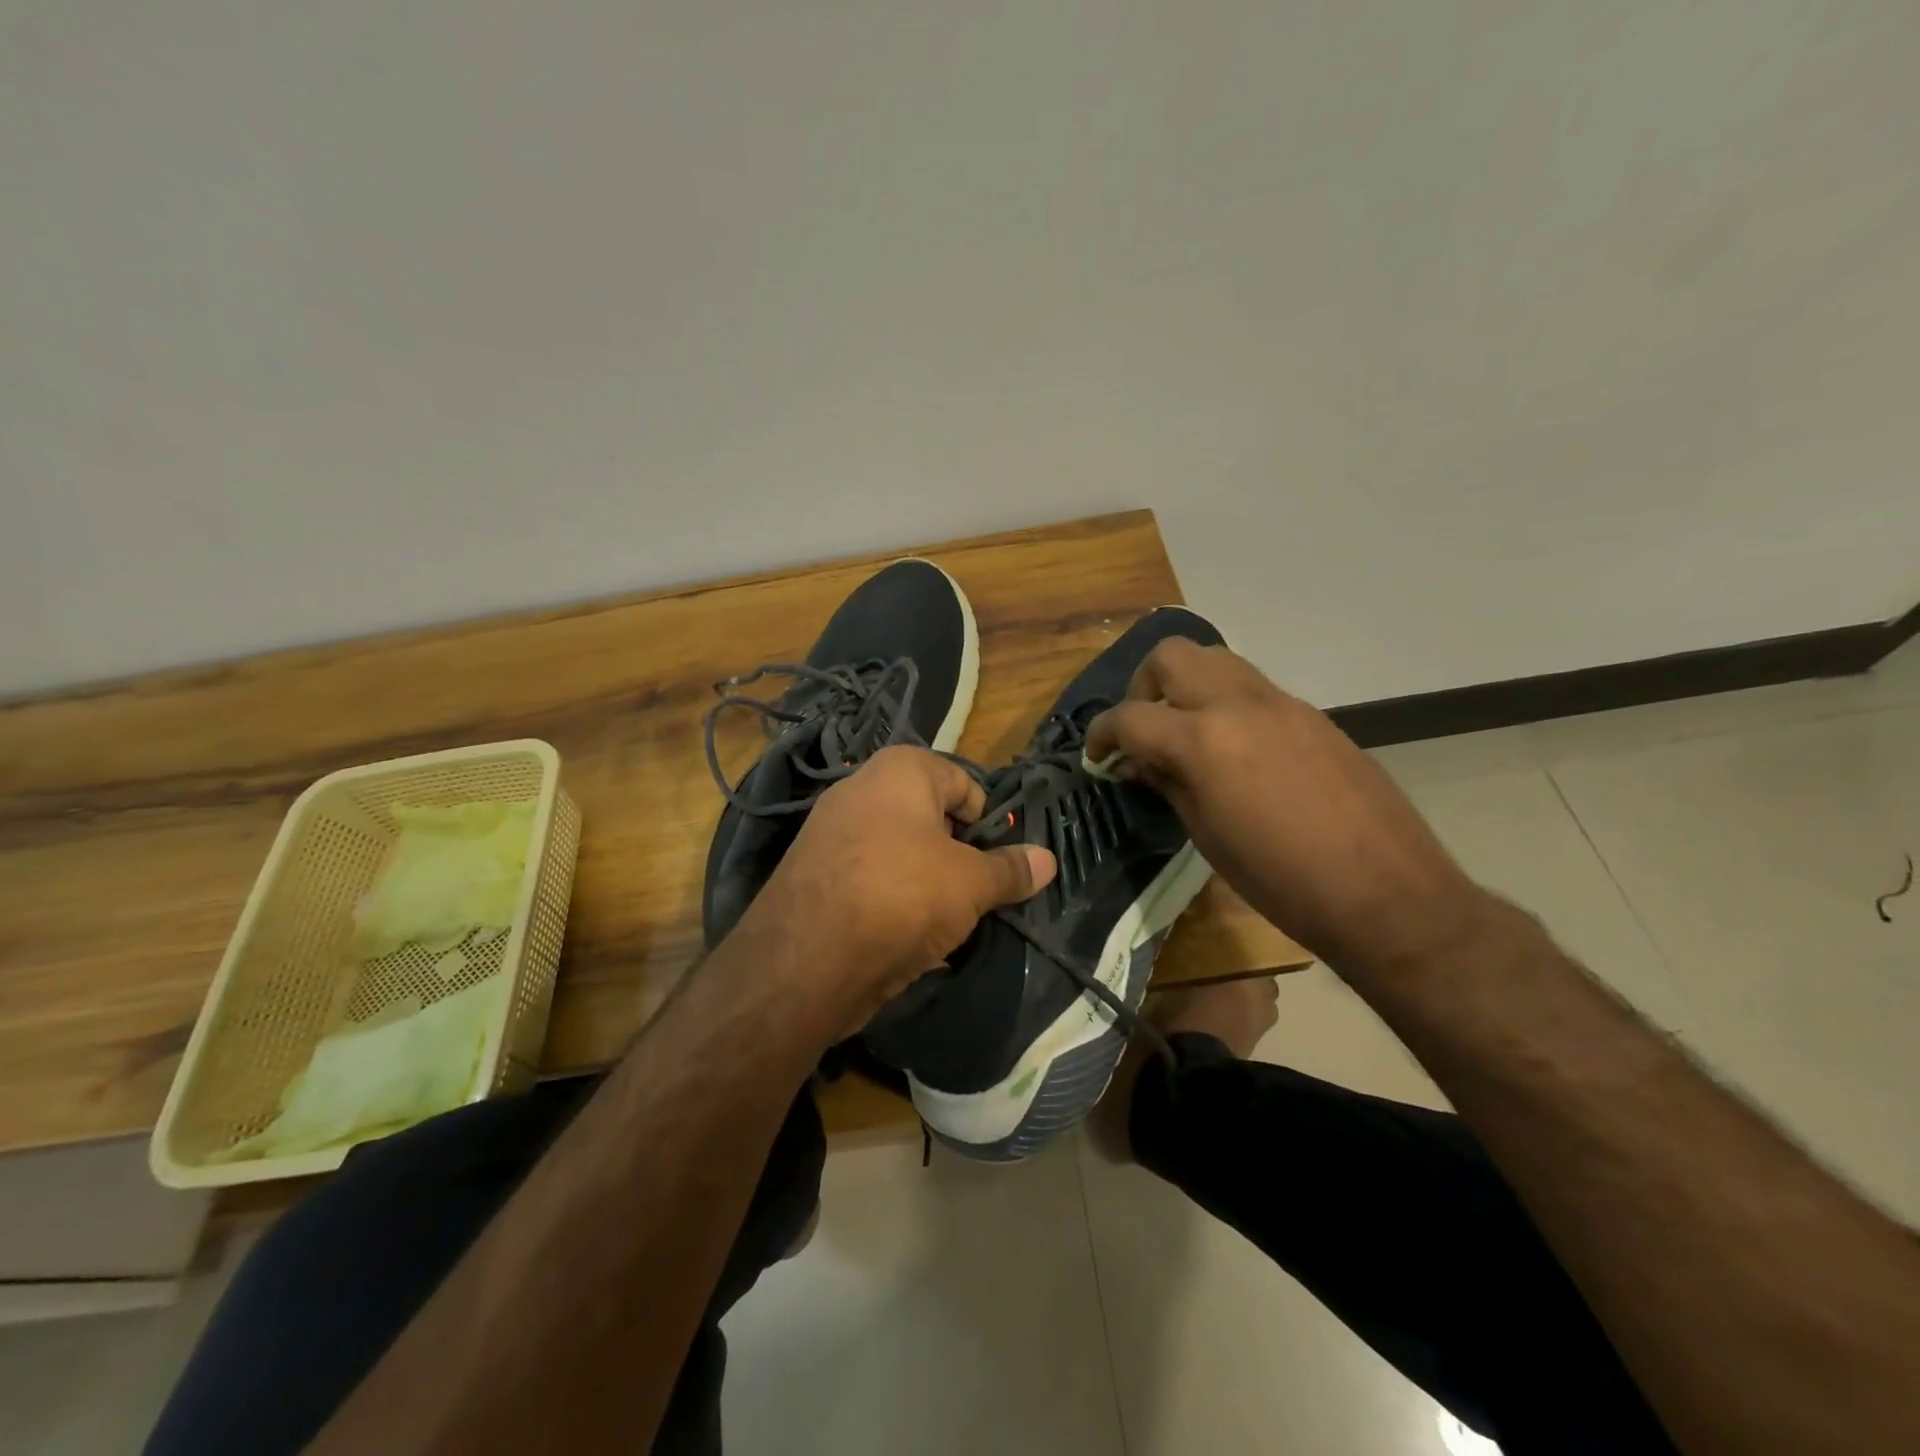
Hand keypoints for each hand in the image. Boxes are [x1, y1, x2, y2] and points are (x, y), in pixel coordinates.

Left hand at [743, 746, 1057, 1030]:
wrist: (807, 957)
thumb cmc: (903, 895)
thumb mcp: (971, 883)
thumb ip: (1010, 870)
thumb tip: (1049, 860)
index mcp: (901, 770)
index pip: (963, 783)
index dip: (987, 822)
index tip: (997, 863)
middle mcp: (861, 787)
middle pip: (929, 817)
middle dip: (956, 854)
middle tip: (973, 892)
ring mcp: (830, 830)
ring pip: (899, 851)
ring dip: (925, 881)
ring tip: (941, 921)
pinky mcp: (814, 872)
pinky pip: (868, 878)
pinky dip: (890, 900)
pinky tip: (903, 936)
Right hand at [1085, 640, 1493, 975]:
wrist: (1386, 893)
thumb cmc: (1281, 880)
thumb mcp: (1206, 835)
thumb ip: (1168, 782)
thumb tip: (1140, 761)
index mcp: (1204, 740)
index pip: (1130, 716)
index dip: (1101, 735)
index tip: (1097, 756)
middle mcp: (1239, 704)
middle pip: (1171, 655)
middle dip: (1142, 686)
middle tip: (1143, 729)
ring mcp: (1281, 703)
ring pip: (1215, 659)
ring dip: (1186, 685)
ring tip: (1184, 732)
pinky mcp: (1311, 714)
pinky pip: (1252, 688)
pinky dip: (1225, 703)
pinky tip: (1233, 750)